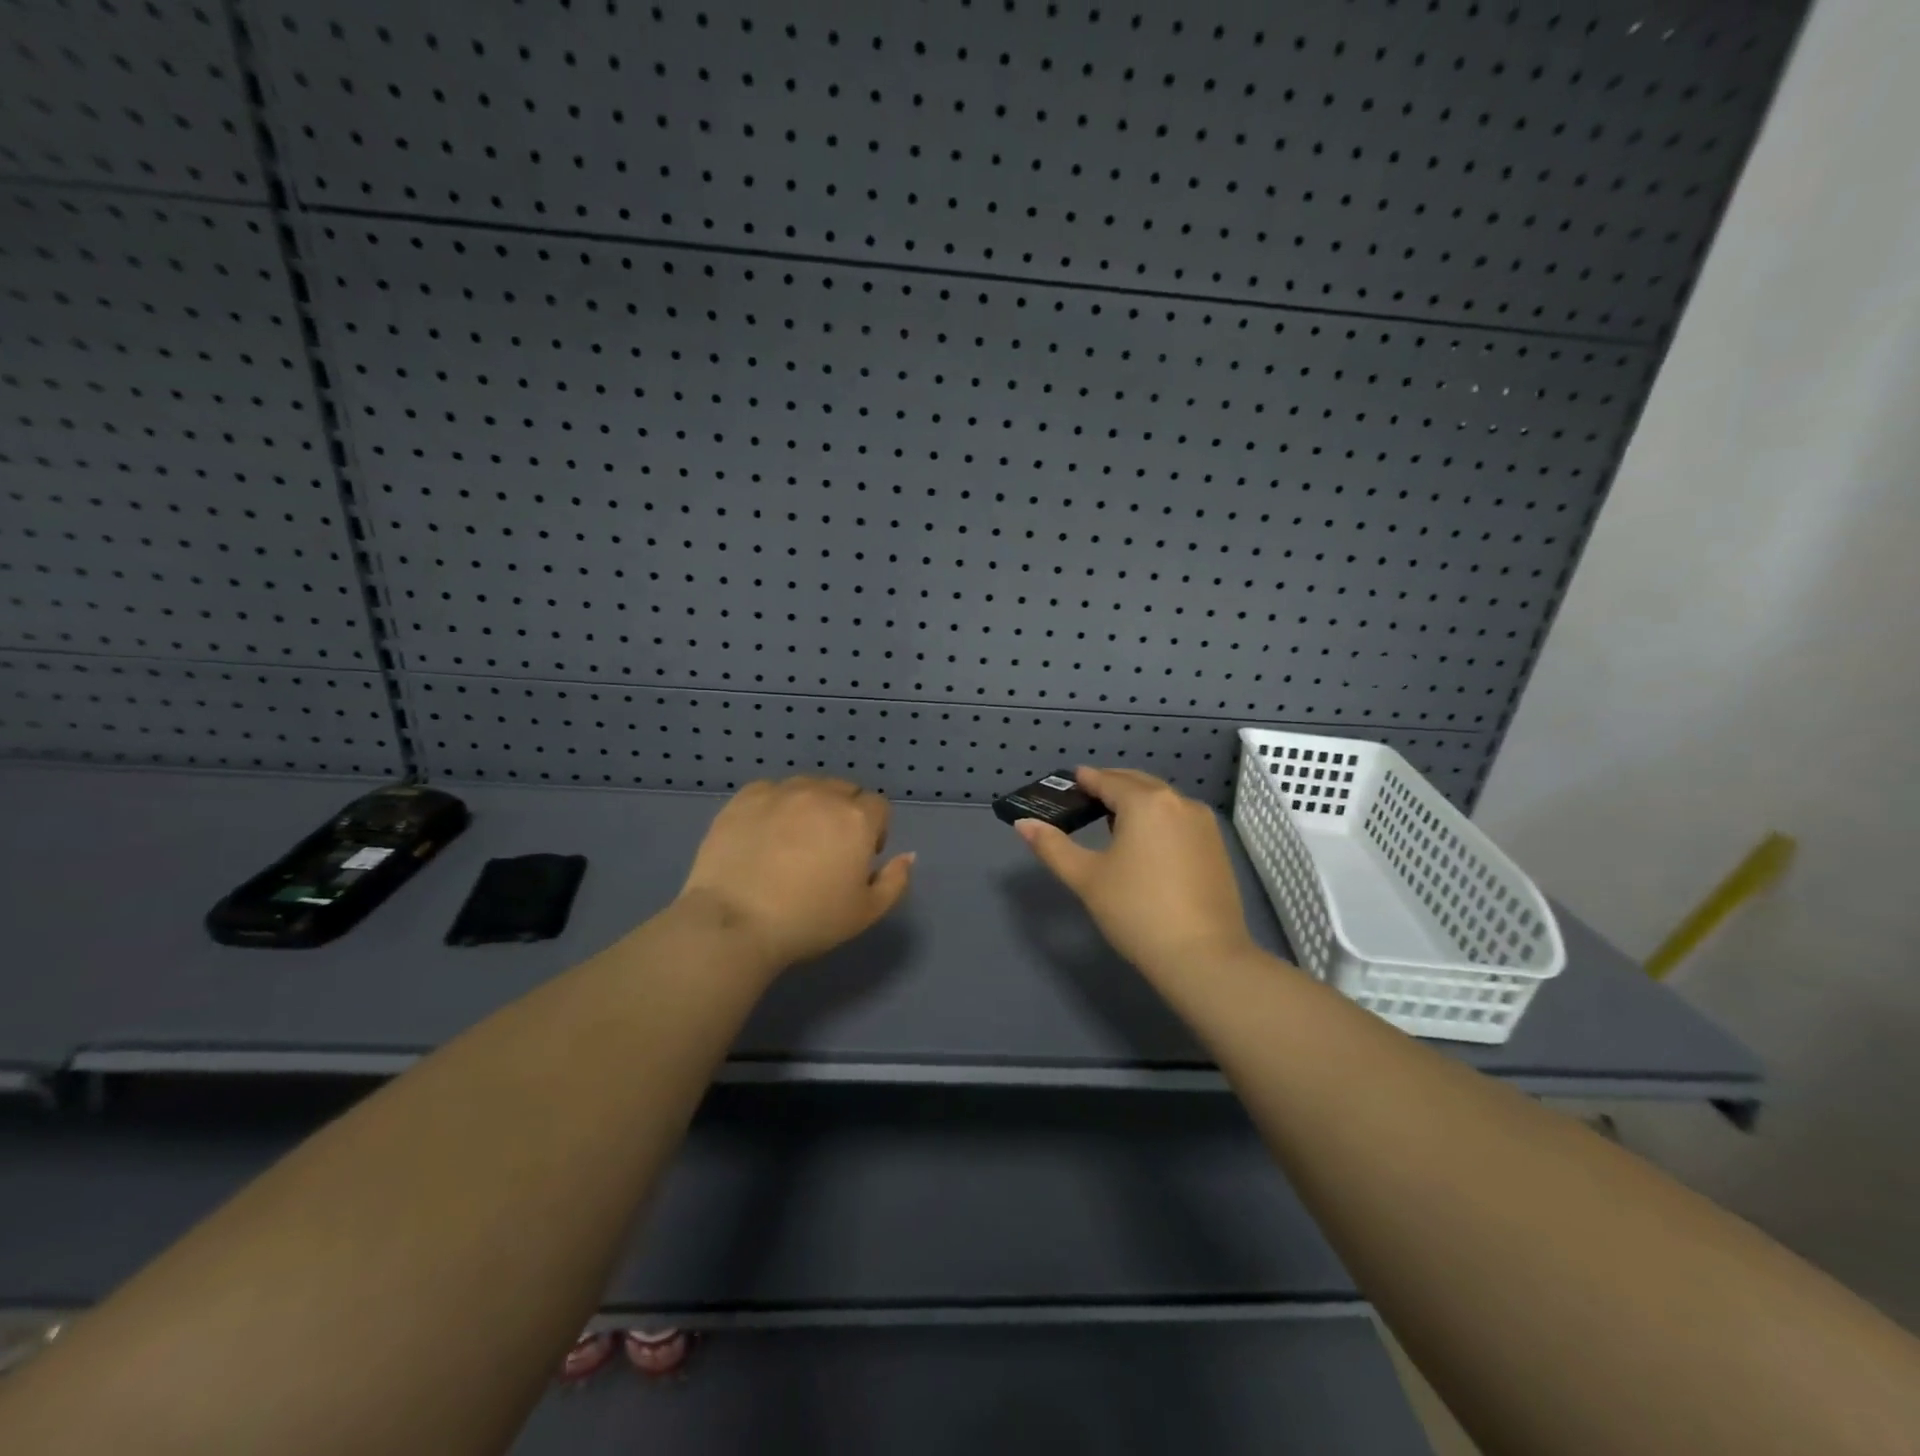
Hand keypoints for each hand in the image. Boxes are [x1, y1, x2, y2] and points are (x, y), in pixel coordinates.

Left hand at [674, 776, 914, 971]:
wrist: (734, 923)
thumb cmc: (809, 921)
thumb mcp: (866, 912)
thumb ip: (895, 880)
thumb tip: (907, 855)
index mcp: (857, 819)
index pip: (878, 806)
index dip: (874, 830)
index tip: (859, 859)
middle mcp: (822, 794)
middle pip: (844, 790)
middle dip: (845, 813)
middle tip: (828, 850)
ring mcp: (781, 792)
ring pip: (808, 786)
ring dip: (811, 805)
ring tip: (793, 839)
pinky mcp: (744, 798)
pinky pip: (770, 791)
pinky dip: (774, 805)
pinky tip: (763, 834)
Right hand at [1014, 767, 1255, 978]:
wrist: (1202, 956)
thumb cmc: (1137, 911)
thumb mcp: (1087, 878)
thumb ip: (1053, 847)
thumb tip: (1023, 824)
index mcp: (1145, 802)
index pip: (1108, 781)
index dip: (1086, 780)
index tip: (1070, 781)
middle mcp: (1179, 802)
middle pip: (1138, 783)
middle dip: (1111, 785)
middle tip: (1086, 797)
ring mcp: (1203, 824)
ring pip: (1162, 800)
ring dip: (1136, 801)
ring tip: (1112, 820)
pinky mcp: (1216, 846)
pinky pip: (1179, 818)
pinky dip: (1158, 818)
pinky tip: (1145, 843)